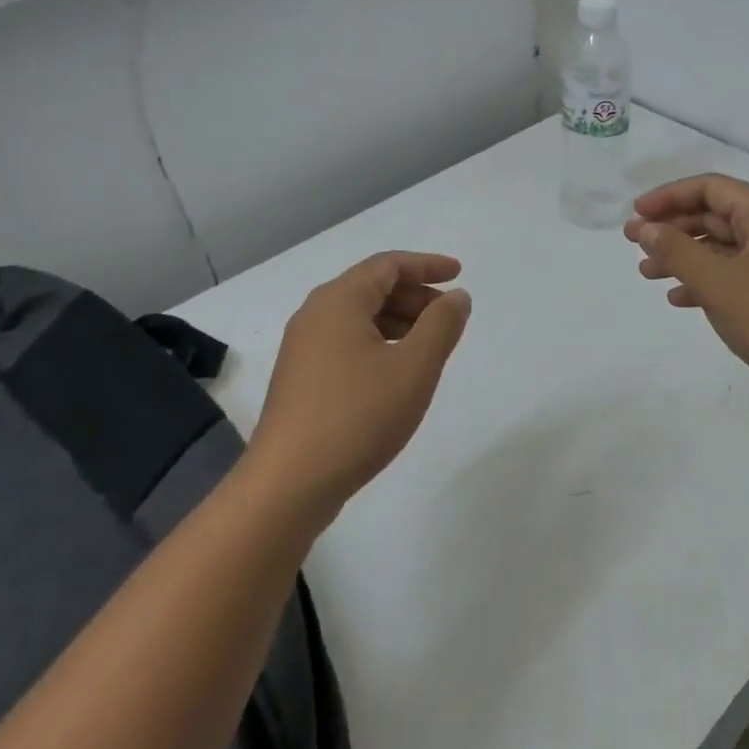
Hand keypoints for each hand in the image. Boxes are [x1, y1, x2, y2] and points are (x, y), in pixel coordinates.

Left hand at [249, 251, 471, 517]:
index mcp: (339, 301)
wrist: (289, 484)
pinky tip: (398, 372)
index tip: (459, 274)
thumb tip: (457, 297)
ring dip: (399, 321)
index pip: (388, 264)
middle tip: (450, 315)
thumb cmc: (358, 416)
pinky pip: (346, 343)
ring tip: (430, 345)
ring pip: (359, 318)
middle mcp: (315, 315)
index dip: (427, 264)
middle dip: (415, 295)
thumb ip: (442, 325)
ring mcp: (303, 349)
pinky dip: (379, 343)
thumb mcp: (414, 367)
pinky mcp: (301, 379)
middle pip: (372, 287)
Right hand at [625, 174, 748, 414]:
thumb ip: (677, 251)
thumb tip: (647, 228)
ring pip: (721, 248)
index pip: (709, 188)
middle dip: (672, 229)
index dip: (668, 197)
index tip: (636, 215)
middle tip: (634, 244)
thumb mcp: (718, 283)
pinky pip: (734, 275)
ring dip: (683, 257)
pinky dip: (705, 282)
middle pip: (713, 216)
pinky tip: (679, 298)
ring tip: (647, 273)